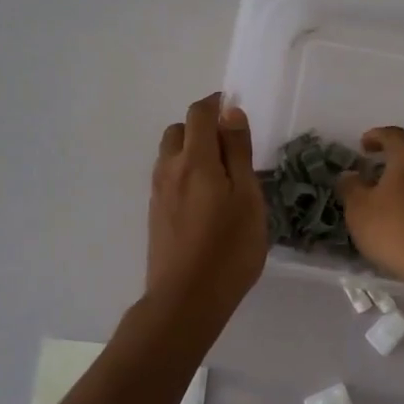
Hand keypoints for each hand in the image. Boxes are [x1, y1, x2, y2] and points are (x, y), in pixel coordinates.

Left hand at [147, 94, 268, 317]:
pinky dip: (186, 174)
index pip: (198, 114)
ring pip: (170, 155)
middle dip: (201, 127)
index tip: (235, 111)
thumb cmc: (229, 248)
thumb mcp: (247, 197)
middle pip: (178, 131)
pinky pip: (169, 178)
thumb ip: (238, 153)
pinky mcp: (156, 214)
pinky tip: (206, 200)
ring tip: (221, 176)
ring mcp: (158, 193)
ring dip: (192, 151)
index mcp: (194, 160)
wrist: (186, 299)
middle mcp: (169, 169)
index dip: (216, 104)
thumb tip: (230, 113)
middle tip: (231, 147)